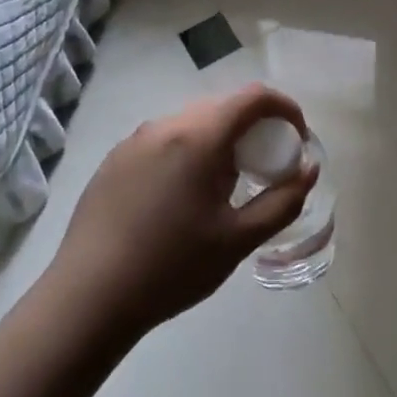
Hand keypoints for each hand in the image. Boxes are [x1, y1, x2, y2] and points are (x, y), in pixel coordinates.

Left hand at [53, 85, 318, 337]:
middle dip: (254, 127)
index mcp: (199, 136)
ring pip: (192, 121)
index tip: (297, 139)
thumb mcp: (239, 240)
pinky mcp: (115, 159)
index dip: (285, 109)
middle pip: (223, 106)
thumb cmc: (172, 267)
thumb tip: (309, 169)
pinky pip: (165, 139)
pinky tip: (182, 196)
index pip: (254, 97)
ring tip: (224, 185)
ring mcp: (135, 139)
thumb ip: (283, 200)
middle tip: (265, 167)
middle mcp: (166, 125)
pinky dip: (189, 151)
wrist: (88, 298)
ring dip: (220, 139)